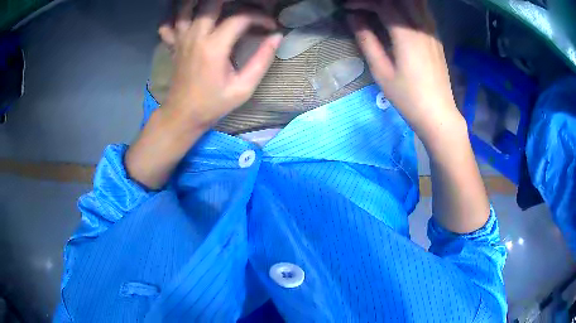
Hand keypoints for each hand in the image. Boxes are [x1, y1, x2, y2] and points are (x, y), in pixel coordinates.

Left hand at [158, 0, 282, 129]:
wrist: (182, 115)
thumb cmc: (213, 104)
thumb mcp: (243, 88)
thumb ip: (262, 60)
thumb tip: (276, 37)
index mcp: (214, 48)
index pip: (240, 18)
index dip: (260, 17)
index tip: (270, 26)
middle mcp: (195, 37)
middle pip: (211, 3)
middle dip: (233, 1)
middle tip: (247, 7)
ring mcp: (181, 39)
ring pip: (186, 8)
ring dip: (202, 2)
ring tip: (219, 5)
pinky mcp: (174, 44)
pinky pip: (169, 22)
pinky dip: (177, 15)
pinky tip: (190, 16)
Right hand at [347, 0, 489, 233]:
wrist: (439, 115)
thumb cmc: (408, 98)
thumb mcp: (381, 72)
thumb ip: (367, 41)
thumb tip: (354, 18)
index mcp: (407, 35)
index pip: (383, 5)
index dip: (363, 2)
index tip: (348, 7)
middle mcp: (422, 28)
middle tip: (363, 6)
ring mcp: (432, 32)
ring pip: (415, 3)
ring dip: (395, 1)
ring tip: (378, 8)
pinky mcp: (436, 38)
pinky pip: (422, 11)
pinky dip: (408, 6)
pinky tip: (399, 13)